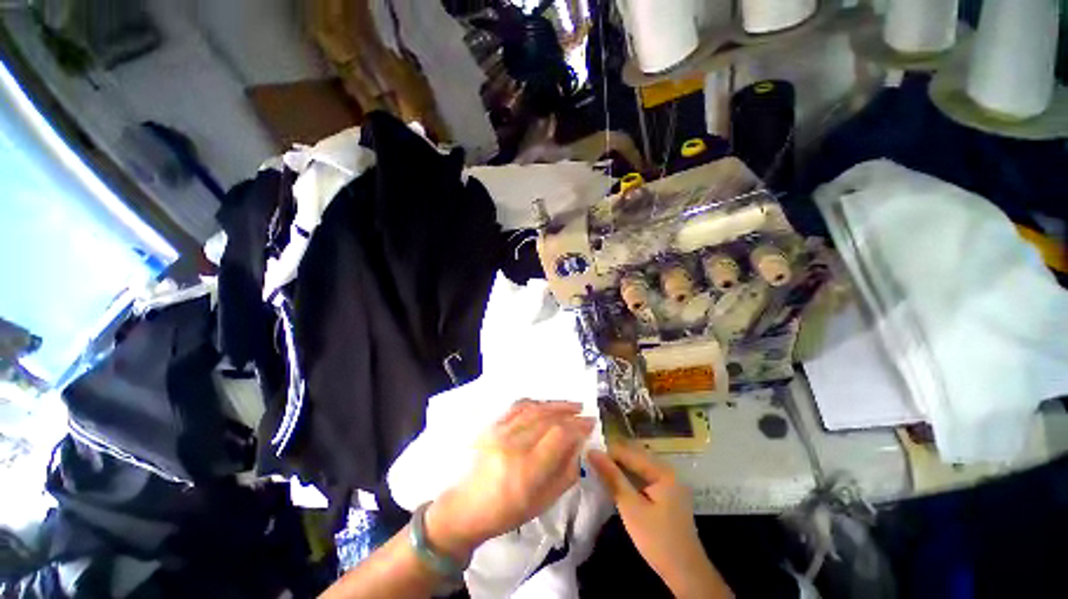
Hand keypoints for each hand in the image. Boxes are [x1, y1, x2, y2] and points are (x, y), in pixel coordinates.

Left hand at [424, 400, 593, 562]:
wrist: (469, 506)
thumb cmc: (509, 512)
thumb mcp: (545, 501)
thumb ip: (567, 472)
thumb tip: (579, 444)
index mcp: (528, 470)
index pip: (559, 435)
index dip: (578, 426)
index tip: (591, 423)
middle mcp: (514, 445)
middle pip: (548, 418)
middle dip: (570, 413)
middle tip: (584, 412)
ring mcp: (501, 432)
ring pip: (534, 408)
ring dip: (556, 404)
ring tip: (571, 405)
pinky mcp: (493, 425)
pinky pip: (518, 406)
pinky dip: (536, 402)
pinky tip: (547, 404)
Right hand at [589, 442, 731, 598]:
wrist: (685, 573)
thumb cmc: (657, 540)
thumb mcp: (631, 508)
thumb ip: (612, 477)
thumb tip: (592, 452)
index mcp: (662, 470)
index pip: (628, 451)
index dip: (606, 452)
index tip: (586, 457)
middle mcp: (666, 469)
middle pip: (633, 455)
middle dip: (612, 459)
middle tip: (590, 463)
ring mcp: (667, 481)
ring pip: (636, 466)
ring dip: (618, 468)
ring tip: (597, 470)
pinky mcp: (665, 492)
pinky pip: (642, 476)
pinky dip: (627, 478)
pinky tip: (614, 482)